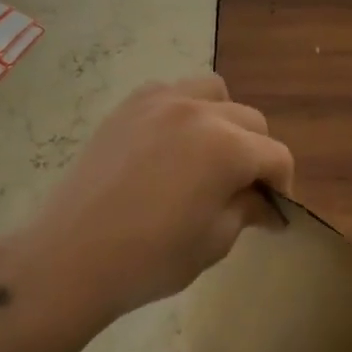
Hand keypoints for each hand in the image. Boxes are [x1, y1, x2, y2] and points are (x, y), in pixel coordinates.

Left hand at [13, 75, 293, 327]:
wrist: (69, 258)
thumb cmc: (150, 259)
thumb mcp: (214, 241)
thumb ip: (247, 210)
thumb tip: (266, 203)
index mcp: (227, 147)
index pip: (276, 155)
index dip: (282, 184)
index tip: (272, 210)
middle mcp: (199, 112)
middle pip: (250, 120)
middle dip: (256, 152)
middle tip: (241, 188)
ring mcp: (159, 102)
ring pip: (213, 92)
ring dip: (223, 119)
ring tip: (209, 153)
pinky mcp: (128, 107)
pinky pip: (172, 92)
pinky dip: (184, 110)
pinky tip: (171, 144)